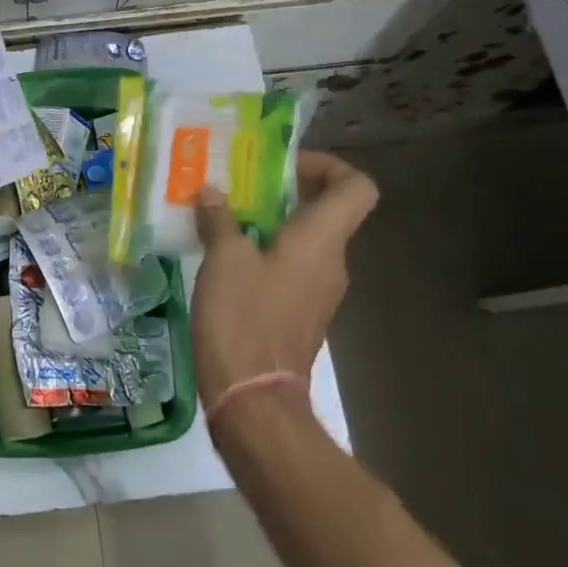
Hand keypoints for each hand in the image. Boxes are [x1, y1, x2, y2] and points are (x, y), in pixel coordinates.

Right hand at [191, 151, 379, 410]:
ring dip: (271, 222)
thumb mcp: (223, 259)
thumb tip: (211, 192)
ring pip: (305, 240)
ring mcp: (318, 292)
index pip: (356, 187)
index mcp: (322, 240)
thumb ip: (219, 219)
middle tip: (242, 184)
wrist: (253, 400)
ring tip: (225, 215)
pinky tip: (225, 256)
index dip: (329, 166)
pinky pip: (291, 267)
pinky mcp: (300, 314)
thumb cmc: (244, 318)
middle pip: (327, 210)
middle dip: (286, 191)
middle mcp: (331, 262)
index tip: (285, 166)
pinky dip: (265, 252)